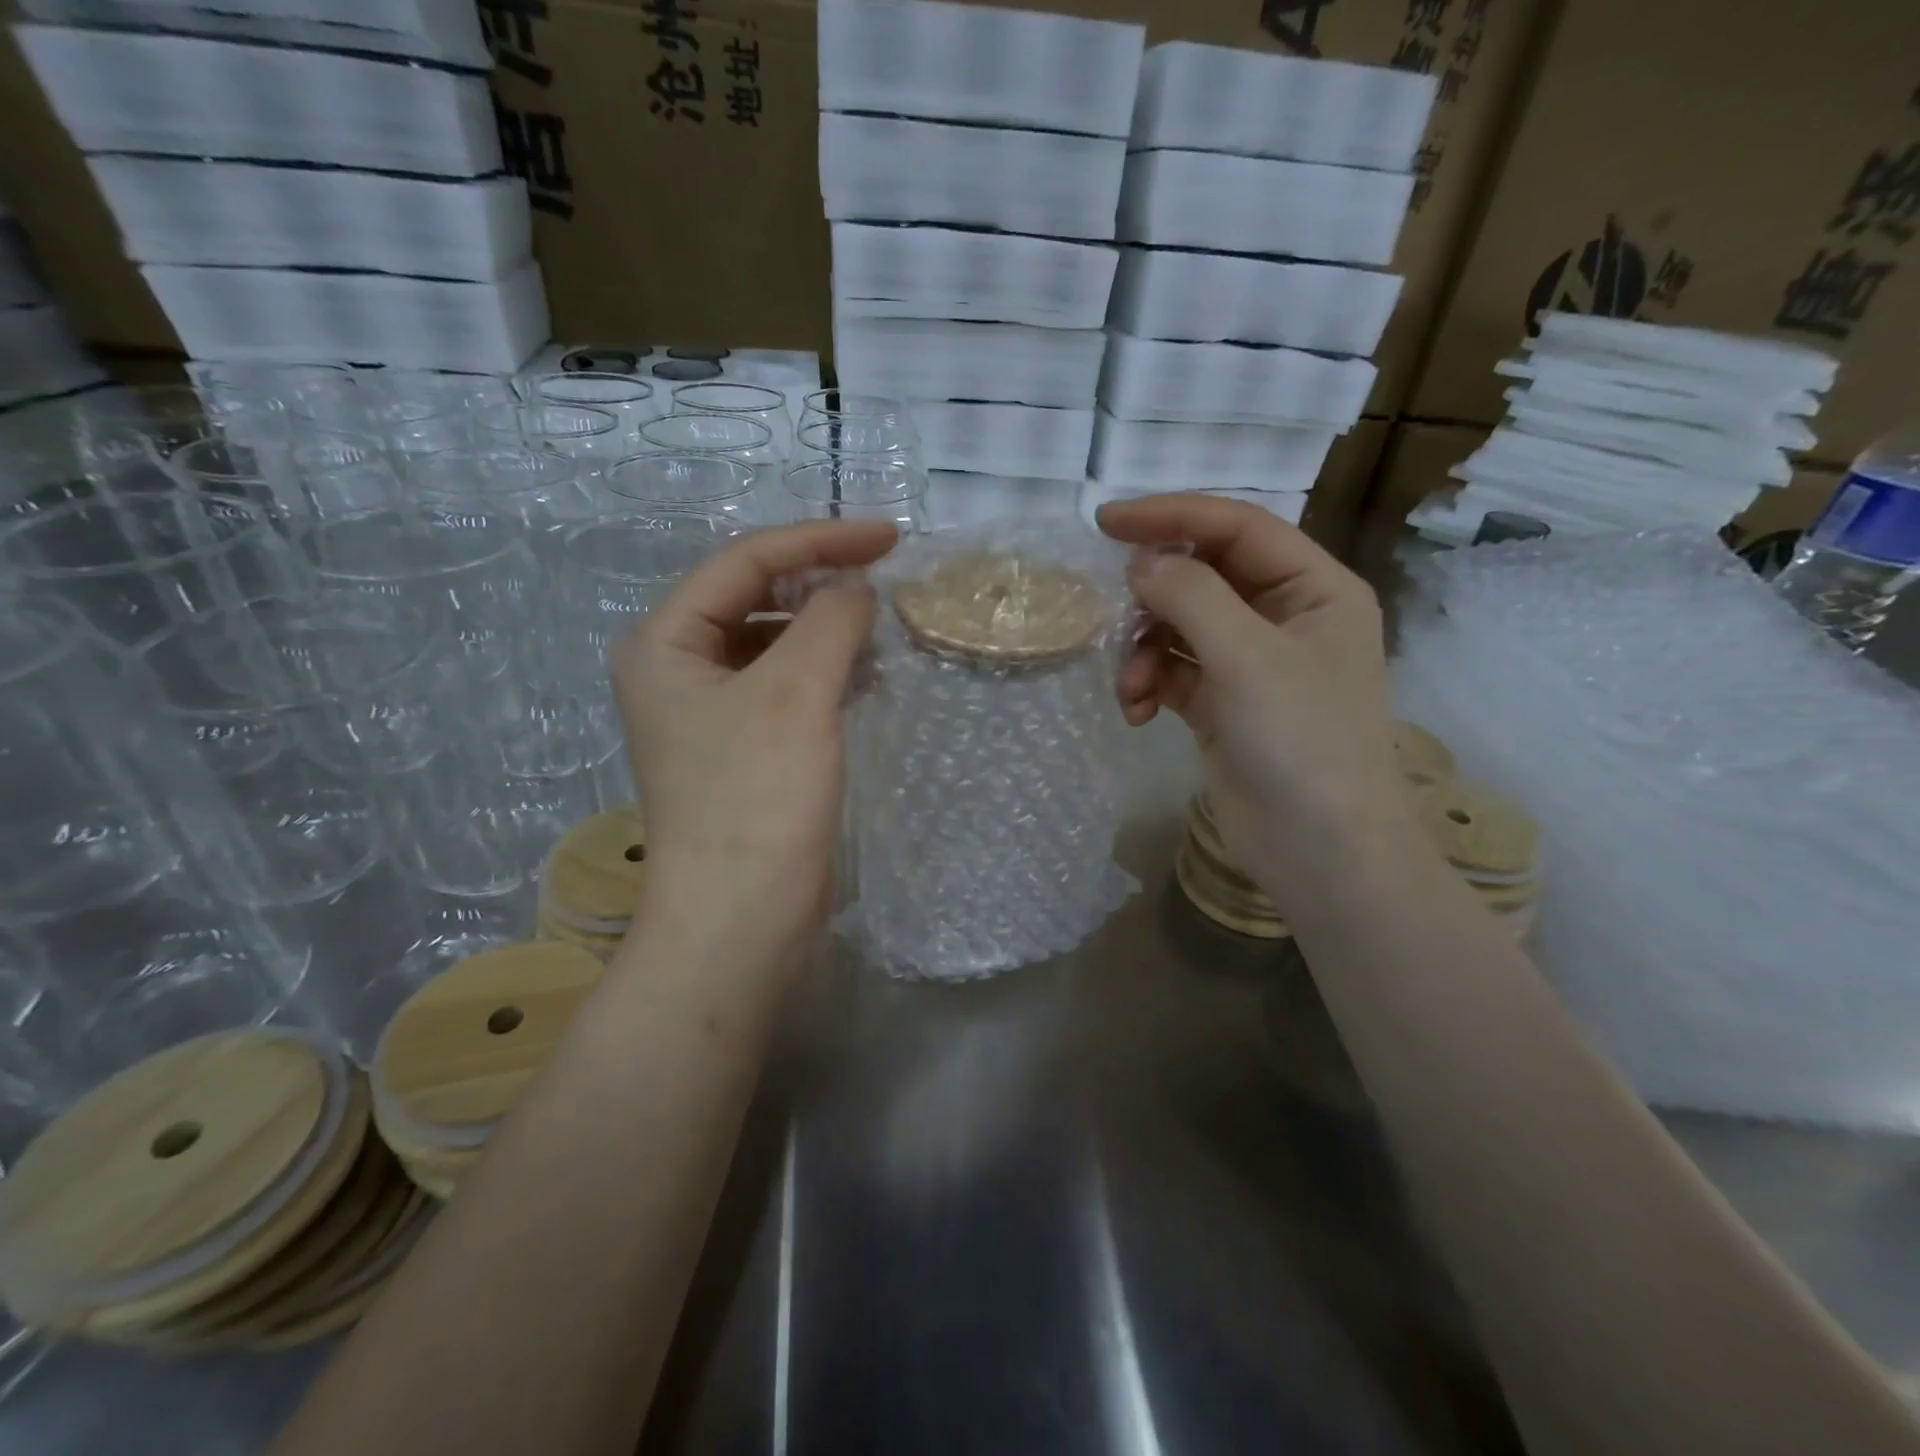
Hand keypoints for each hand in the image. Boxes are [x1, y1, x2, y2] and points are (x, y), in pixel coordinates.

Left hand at [611, 520, 896, 974]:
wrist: (741, 919)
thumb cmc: (757, 798)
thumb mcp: (797, 692)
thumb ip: (832, 619)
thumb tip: (858, 585)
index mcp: (665, 641)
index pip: (745, 561)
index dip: (820, 540)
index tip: (889, 537)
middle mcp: (677, 668)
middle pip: (754, 597)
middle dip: (821, 584)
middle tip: (885, 581)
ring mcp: (708, 711)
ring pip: (773, 642)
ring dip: (826, 629)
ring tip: (880, 632)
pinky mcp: (741, 747)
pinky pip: (784, 685)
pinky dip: (824, 671)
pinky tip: (862, 678)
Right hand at [1097, 494, 1413, 897]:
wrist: (1320, 849)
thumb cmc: (1301, 741)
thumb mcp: (1247, 657)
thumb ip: (1191, 596)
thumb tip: (1141, 561)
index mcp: (1314, 588)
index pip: (1238, 528)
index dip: (1172, 515)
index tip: (1106, 522)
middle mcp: (1284, 617)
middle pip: (1205, 576)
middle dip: (1155, 596)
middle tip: (1114, 607)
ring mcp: (1251, 663)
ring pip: (1180, 627)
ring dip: (1146, 650)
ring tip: (1131, 687)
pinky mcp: (1222, 704)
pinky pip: (1174, 672)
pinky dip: (1149, 684)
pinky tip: (1137, 712)